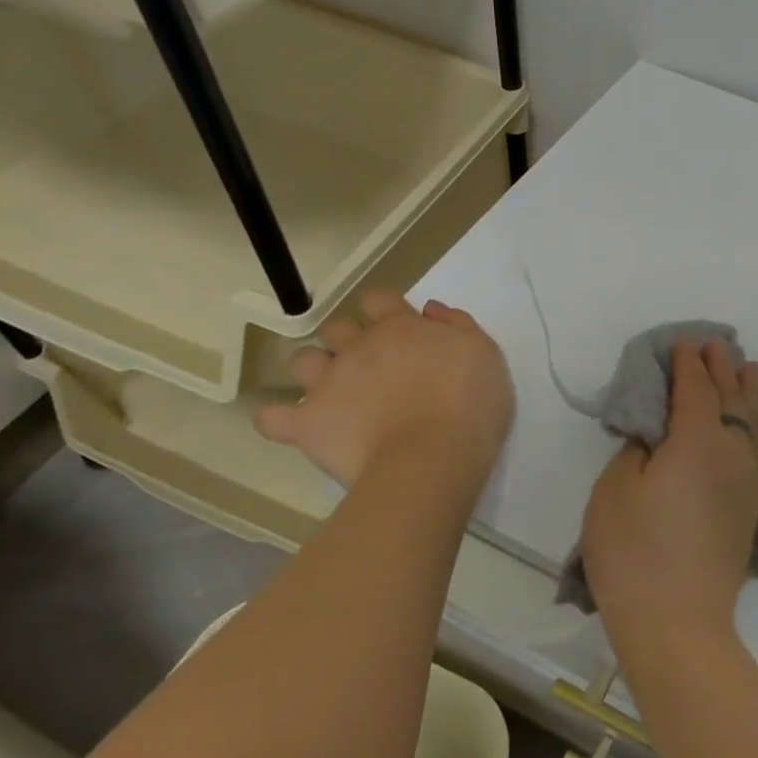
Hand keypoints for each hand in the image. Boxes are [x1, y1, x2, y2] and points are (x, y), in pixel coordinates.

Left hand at [255, 290, 512, 487]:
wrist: (431, 459)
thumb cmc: (469, 405)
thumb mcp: (484, 356)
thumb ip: (458, 326)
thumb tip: (429, 310)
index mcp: (400, 327)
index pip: (378, 299)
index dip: (384, 310)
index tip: (398, 330)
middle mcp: (359, 346)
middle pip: (338, 328)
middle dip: (349, 341)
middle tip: (372, 368)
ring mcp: (327, 383)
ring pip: (302, 361)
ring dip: (315, 371)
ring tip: (335, 393)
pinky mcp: (306, 423)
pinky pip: (272, 417)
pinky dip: (280, 419)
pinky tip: (296, 425)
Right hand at [579, 338, 757, 647]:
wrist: (677, 624)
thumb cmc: (633, 552)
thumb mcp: (615, 489)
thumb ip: (637, 450)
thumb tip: (656, 437)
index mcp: (696, 439)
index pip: (694, 388)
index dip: (688, 364)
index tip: (684, 343)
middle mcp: (731, 452)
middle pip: (730, 399)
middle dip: (722, 369)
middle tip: (718, 345)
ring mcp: (747, 482)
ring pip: (754, 424)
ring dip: (751, 394)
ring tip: (754, 370)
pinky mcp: (751, 509)